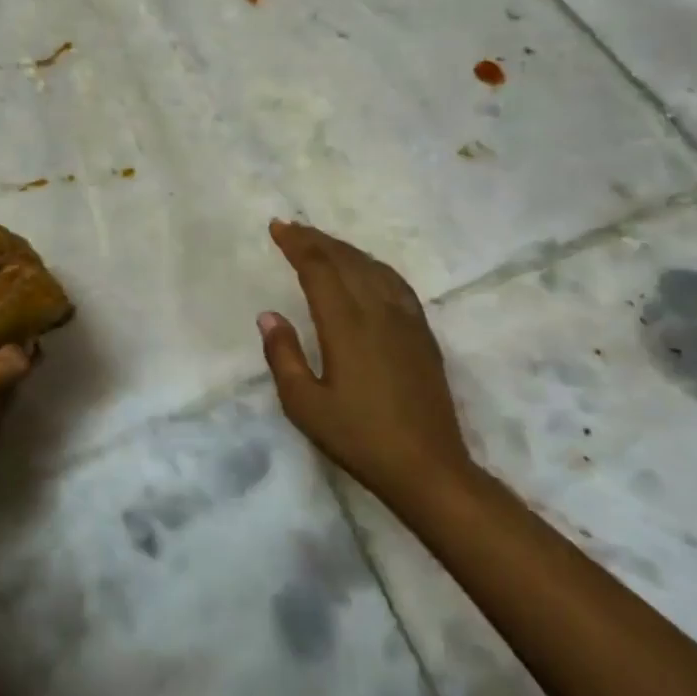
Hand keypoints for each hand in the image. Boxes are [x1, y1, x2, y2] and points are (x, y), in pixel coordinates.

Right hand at [258, 220, 473, 510]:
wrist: (428, 467)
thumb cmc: (359, 438)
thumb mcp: (304, 406)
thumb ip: (283, 356)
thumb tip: (268, 316)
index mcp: (346, 325)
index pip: (318, 268)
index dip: (297, 244)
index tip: (277, 228)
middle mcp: (378, 312)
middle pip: (346, 260)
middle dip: (316, 239)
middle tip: (291, 228)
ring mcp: (406, 320)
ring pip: (372, 267)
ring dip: (344, 249)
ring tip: (321, 243)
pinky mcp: (423, 334)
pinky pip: (396, 283)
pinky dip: (373, 265)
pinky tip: (367, 269)